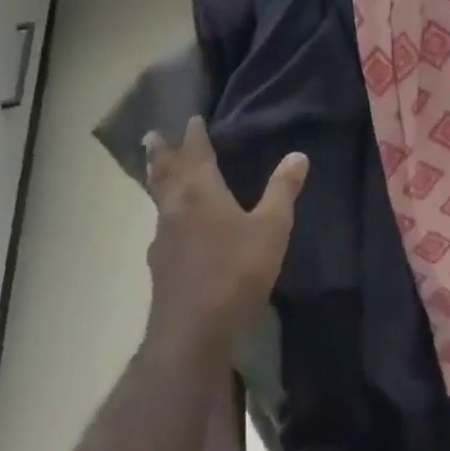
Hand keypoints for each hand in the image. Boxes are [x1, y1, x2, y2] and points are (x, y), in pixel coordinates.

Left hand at [139, 117, 306, 362]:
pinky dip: (165, 211)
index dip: (194, 135)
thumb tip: (298, 154)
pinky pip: (162, 224)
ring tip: (157, 170)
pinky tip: (171, 225)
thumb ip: (282, 190)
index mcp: (201, 192)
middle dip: (162, 152)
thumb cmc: (235, 271)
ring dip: (158, 179)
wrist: (192, 332)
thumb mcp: (271, 228)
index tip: (192, 118)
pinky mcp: (160, 265)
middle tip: (152, 135)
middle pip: (165, 173)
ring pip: (159, 199)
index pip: (196, 153)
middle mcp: (176, 208)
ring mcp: (163, 239)